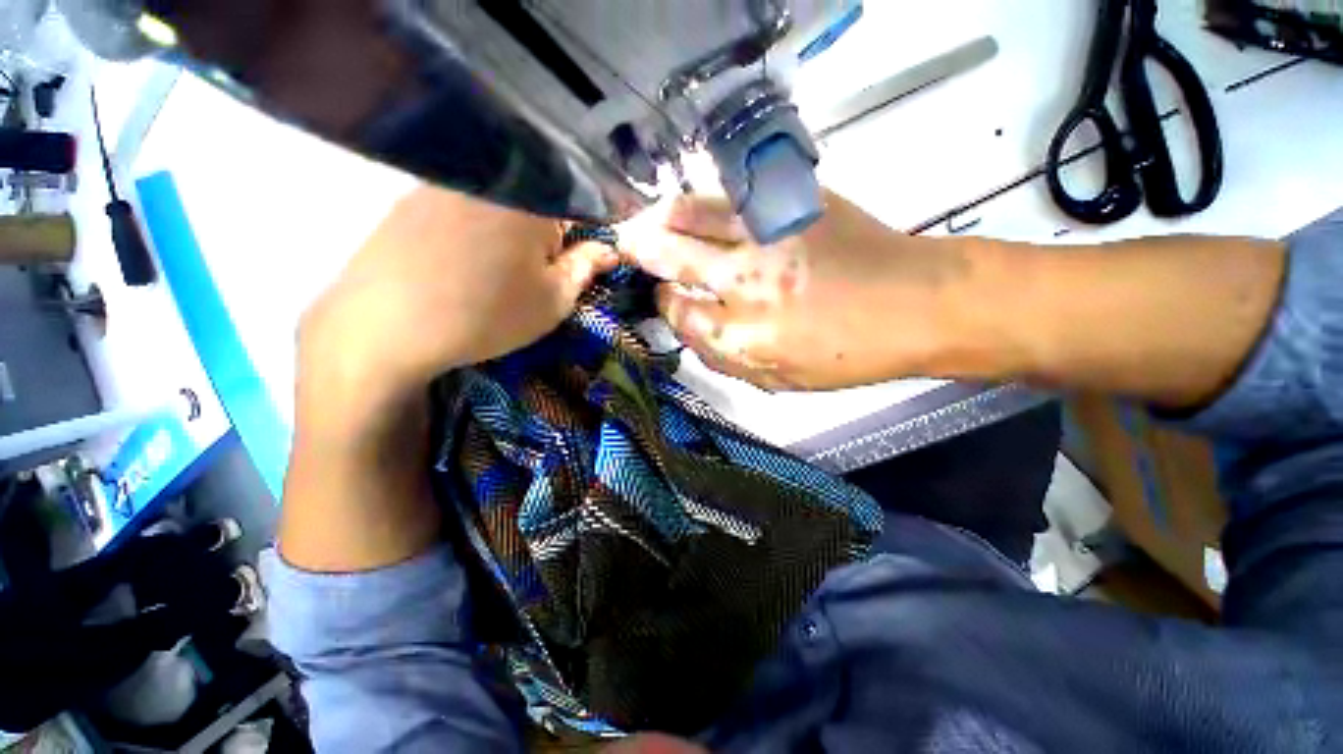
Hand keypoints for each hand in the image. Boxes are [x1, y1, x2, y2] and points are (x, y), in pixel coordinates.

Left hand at [282, 186, 615, 573]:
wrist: (385, 326)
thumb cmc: (486, 315)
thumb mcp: (553, 301)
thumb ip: (586, 268)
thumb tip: (610, 248)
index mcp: (532, 200)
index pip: (577, 206)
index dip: (580, 238)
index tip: (572, 266)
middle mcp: (490, 178)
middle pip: (536, 200)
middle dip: (544, 235)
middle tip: (532, 275)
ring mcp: (445, 182)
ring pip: (499, 203)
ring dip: (508, 232)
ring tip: (493, 273)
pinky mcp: (411, 197)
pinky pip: (461, 206)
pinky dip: (473, 229)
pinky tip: (459, 263)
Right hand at [622, 192, 1005, 390]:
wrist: (915, 303)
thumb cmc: (847, 355)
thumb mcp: (780, 381)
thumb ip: (725, 361)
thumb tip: (690, 333)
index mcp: (742, 335)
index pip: (677, 311)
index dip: (664, 302)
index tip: (665, 297)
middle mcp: (743, 282)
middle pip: (672, 257)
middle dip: (642, 250)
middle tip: (625, 243)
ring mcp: (765, 236)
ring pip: (691, 215)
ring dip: (661, 216)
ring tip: (646, 218)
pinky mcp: (790, 203)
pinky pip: (728, 195)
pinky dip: (700, 199)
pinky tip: (690, 204)